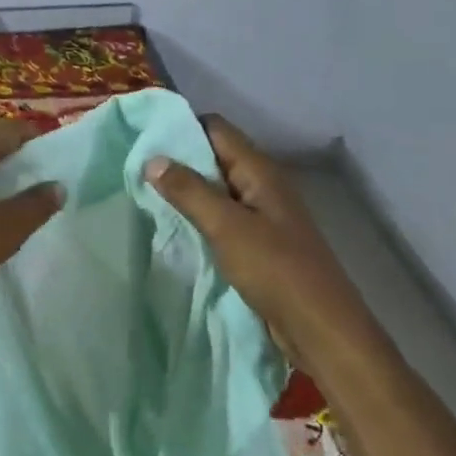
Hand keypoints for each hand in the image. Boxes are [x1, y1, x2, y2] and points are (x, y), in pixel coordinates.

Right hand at [146, 115, 374, 362]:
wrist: (318, 326)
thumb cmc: (275, 269)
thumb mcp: (226, 226)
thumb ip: (189, 191)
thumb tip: (153, 159)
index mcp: (260, 171)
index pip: (217, 129)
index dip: (182, 128)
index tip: (144, 140)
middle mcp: (262, 186)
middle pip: (215, 158)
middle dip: (179, 162)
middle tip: (137, 171)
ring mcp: (262, 215)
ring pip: (217, 190)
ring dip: (187, 193)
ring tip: (147, 198)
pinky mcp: (259, 243)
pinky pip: (222, 219)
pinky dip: (199, 218)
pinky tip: (175, 229)